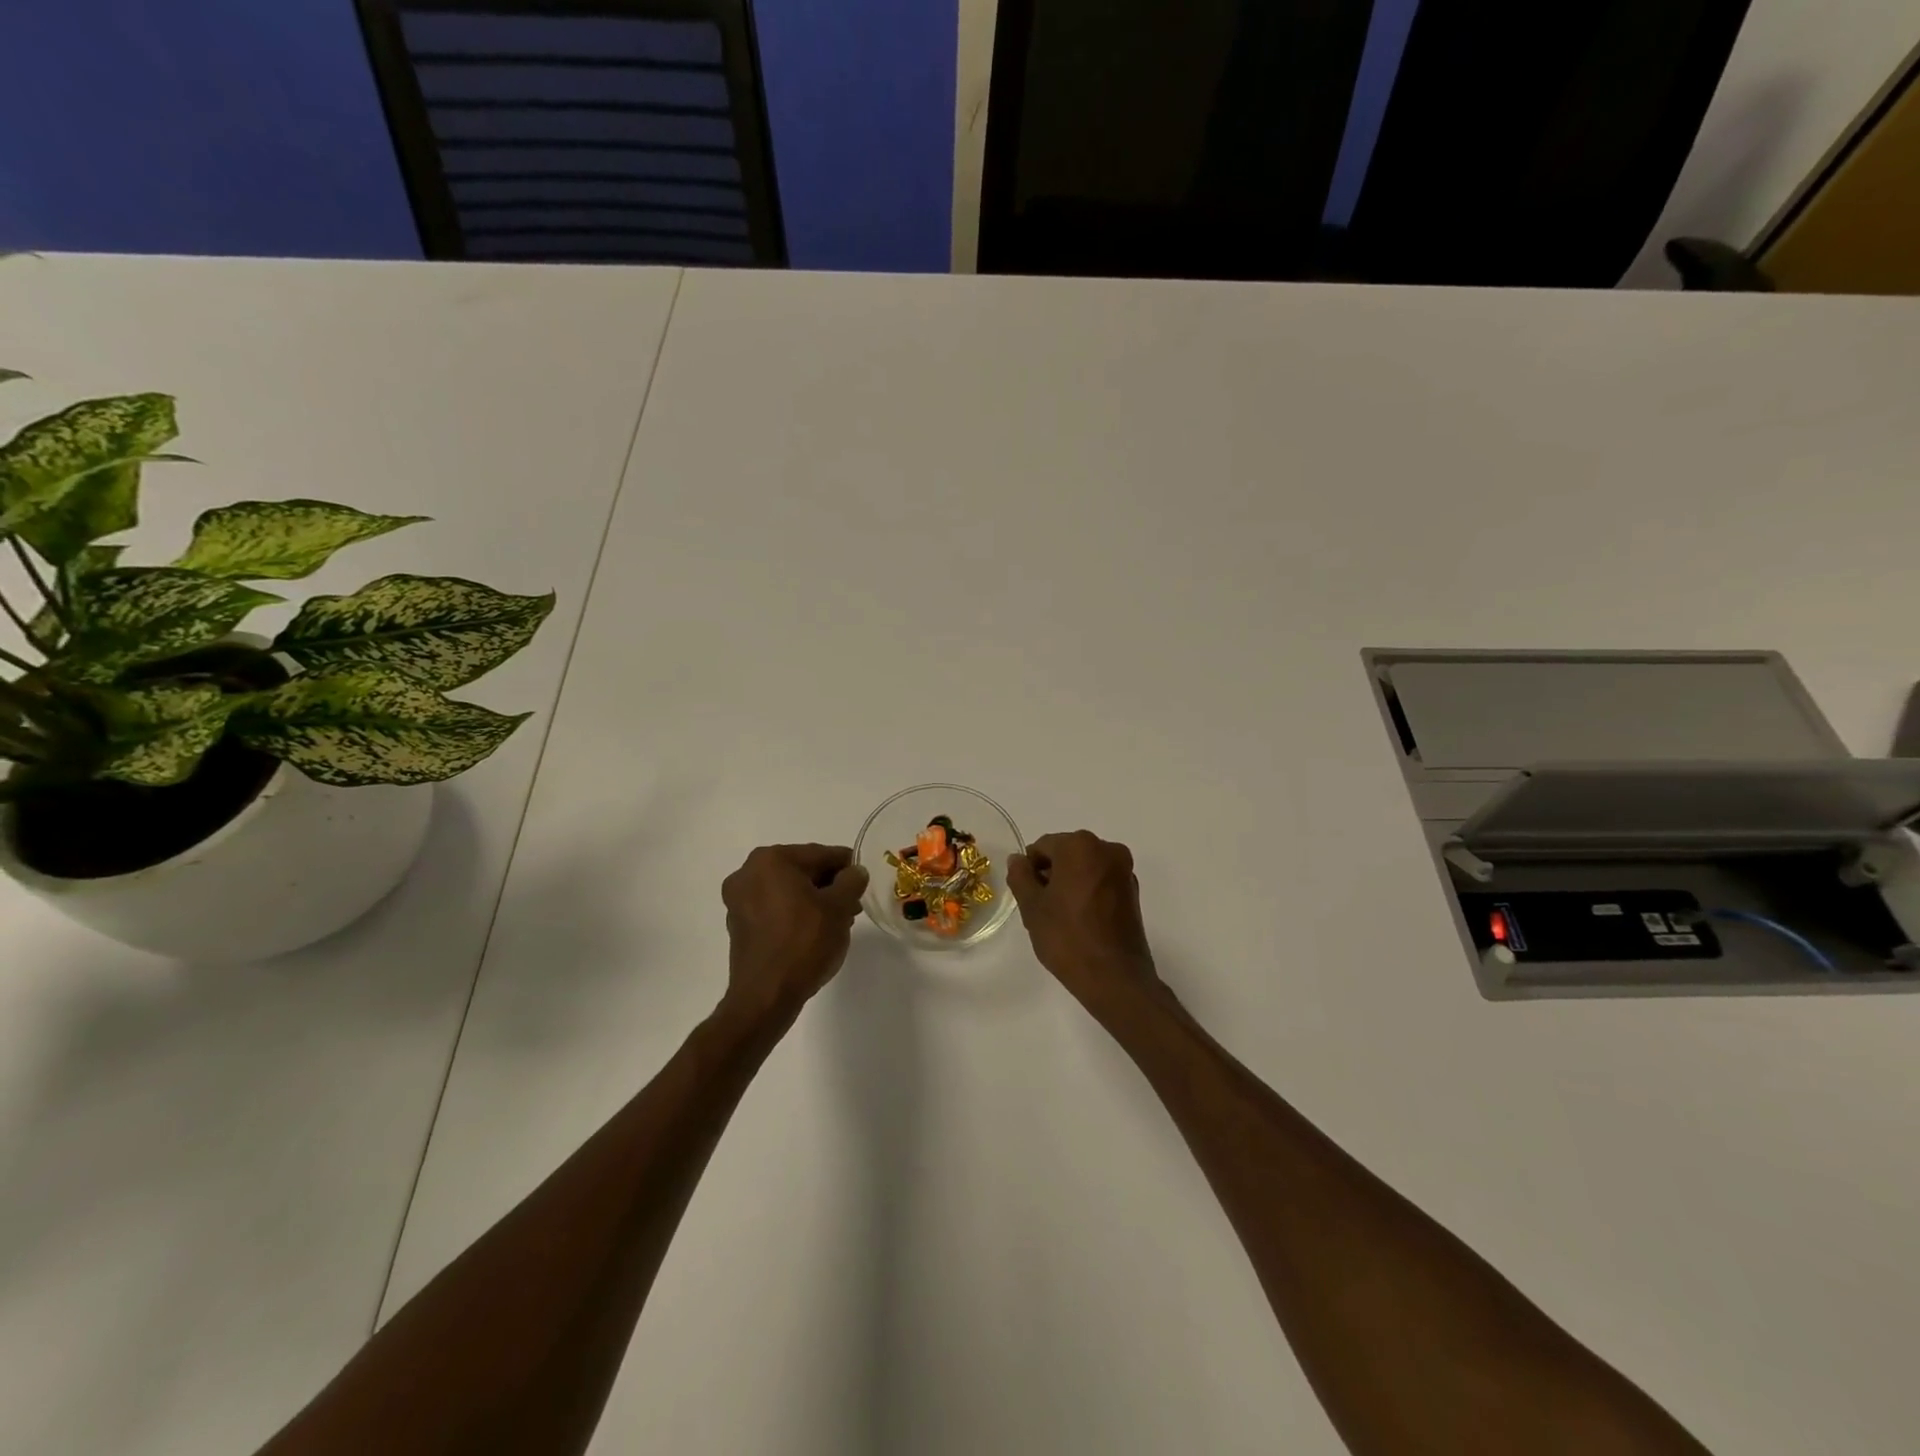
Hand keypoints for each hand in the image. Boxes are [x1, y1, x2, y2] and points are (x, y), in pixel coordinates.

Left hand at [720, 844, 868, 1025]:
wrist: (766, 996)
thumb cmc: (804, 943)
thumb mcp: (839, 908)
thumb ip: (851, 881)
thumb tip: (855, 872)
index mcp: (772, 860)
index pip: (820, 854)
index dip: (847, 865)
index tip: (864, 877)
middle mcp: (748, 872)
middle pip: (802, 870)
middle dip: (829, 884)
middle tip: (854, 902)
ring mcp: (739, 900)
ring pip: (788, 890)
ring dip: (813, 899)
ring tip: (839, 920)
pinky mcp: (738, 925)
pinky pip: (774, 908)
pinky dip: (795, 913)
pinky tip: (815, 931)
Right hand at [1007, 831, 1164, 1010]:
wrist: (1114, 978)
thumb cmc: (1067, 937)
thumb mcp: (1032, 907)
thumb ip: (1020, 876)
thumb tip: (1018, 860)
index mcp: (1080, 845)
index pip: (1042, 846)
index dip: (1030, 869)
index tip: (1027, 895)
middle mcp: (1107, 849)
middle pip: (1066, 853)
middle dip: (1051, 874)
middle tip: (1041, 908)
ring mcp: (1124, 870)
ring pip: (1085, 867)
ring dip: (1070, 883)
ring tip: (1061, 917)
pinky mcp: (1134, 891)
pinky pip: (1101, 881)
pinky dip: (1088, 892)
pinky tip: (1081, 920)